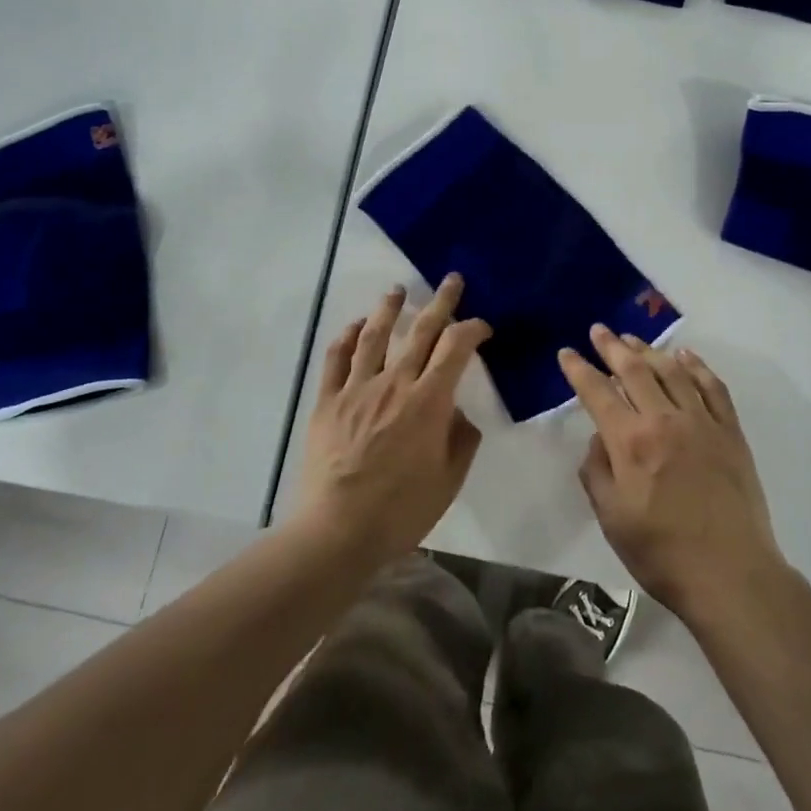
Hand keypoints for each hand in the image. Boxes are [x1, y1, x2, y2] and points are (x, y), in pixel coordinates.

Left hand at [295, 275, 489, 567]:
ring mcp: (357, 389)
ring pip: (375, 335)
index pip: (456, 348)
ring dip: (389, 308)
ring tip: (397, 290)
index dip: (473, 329)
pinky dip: (347, 337)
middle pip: (420, 331)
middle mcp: (394, 384)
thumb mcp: (449, 480)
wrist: (338, 531)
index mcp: (428, 402)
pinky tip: (355, 326)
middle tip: (451, 280)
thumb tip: (457, 413)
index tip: (483, 327)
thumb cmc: (401, 510)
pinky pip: (336, 359)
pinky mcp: (328, 402)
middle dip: (440, 301)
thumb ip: (460, 439)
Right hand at [560, 327, 784, 626]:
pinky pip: (712, 387)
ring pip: (672, 371)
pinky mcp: (730, 431)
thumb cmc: (661, 552)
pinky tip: (685, 356)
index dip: (579, 369)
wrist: (731, 574)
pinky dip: (697, 366)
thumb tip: (599, 438)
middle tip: (599, 330)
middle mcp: (665, 420)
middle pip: (634, 370)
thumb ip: (596, 472)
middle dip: (612, 347)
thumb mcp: (611, 518)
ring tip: (632, 339)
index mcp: (630, 442)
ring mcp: (701, 422)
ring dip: (649, 350)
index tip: (567, 353)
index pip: (597, 392)